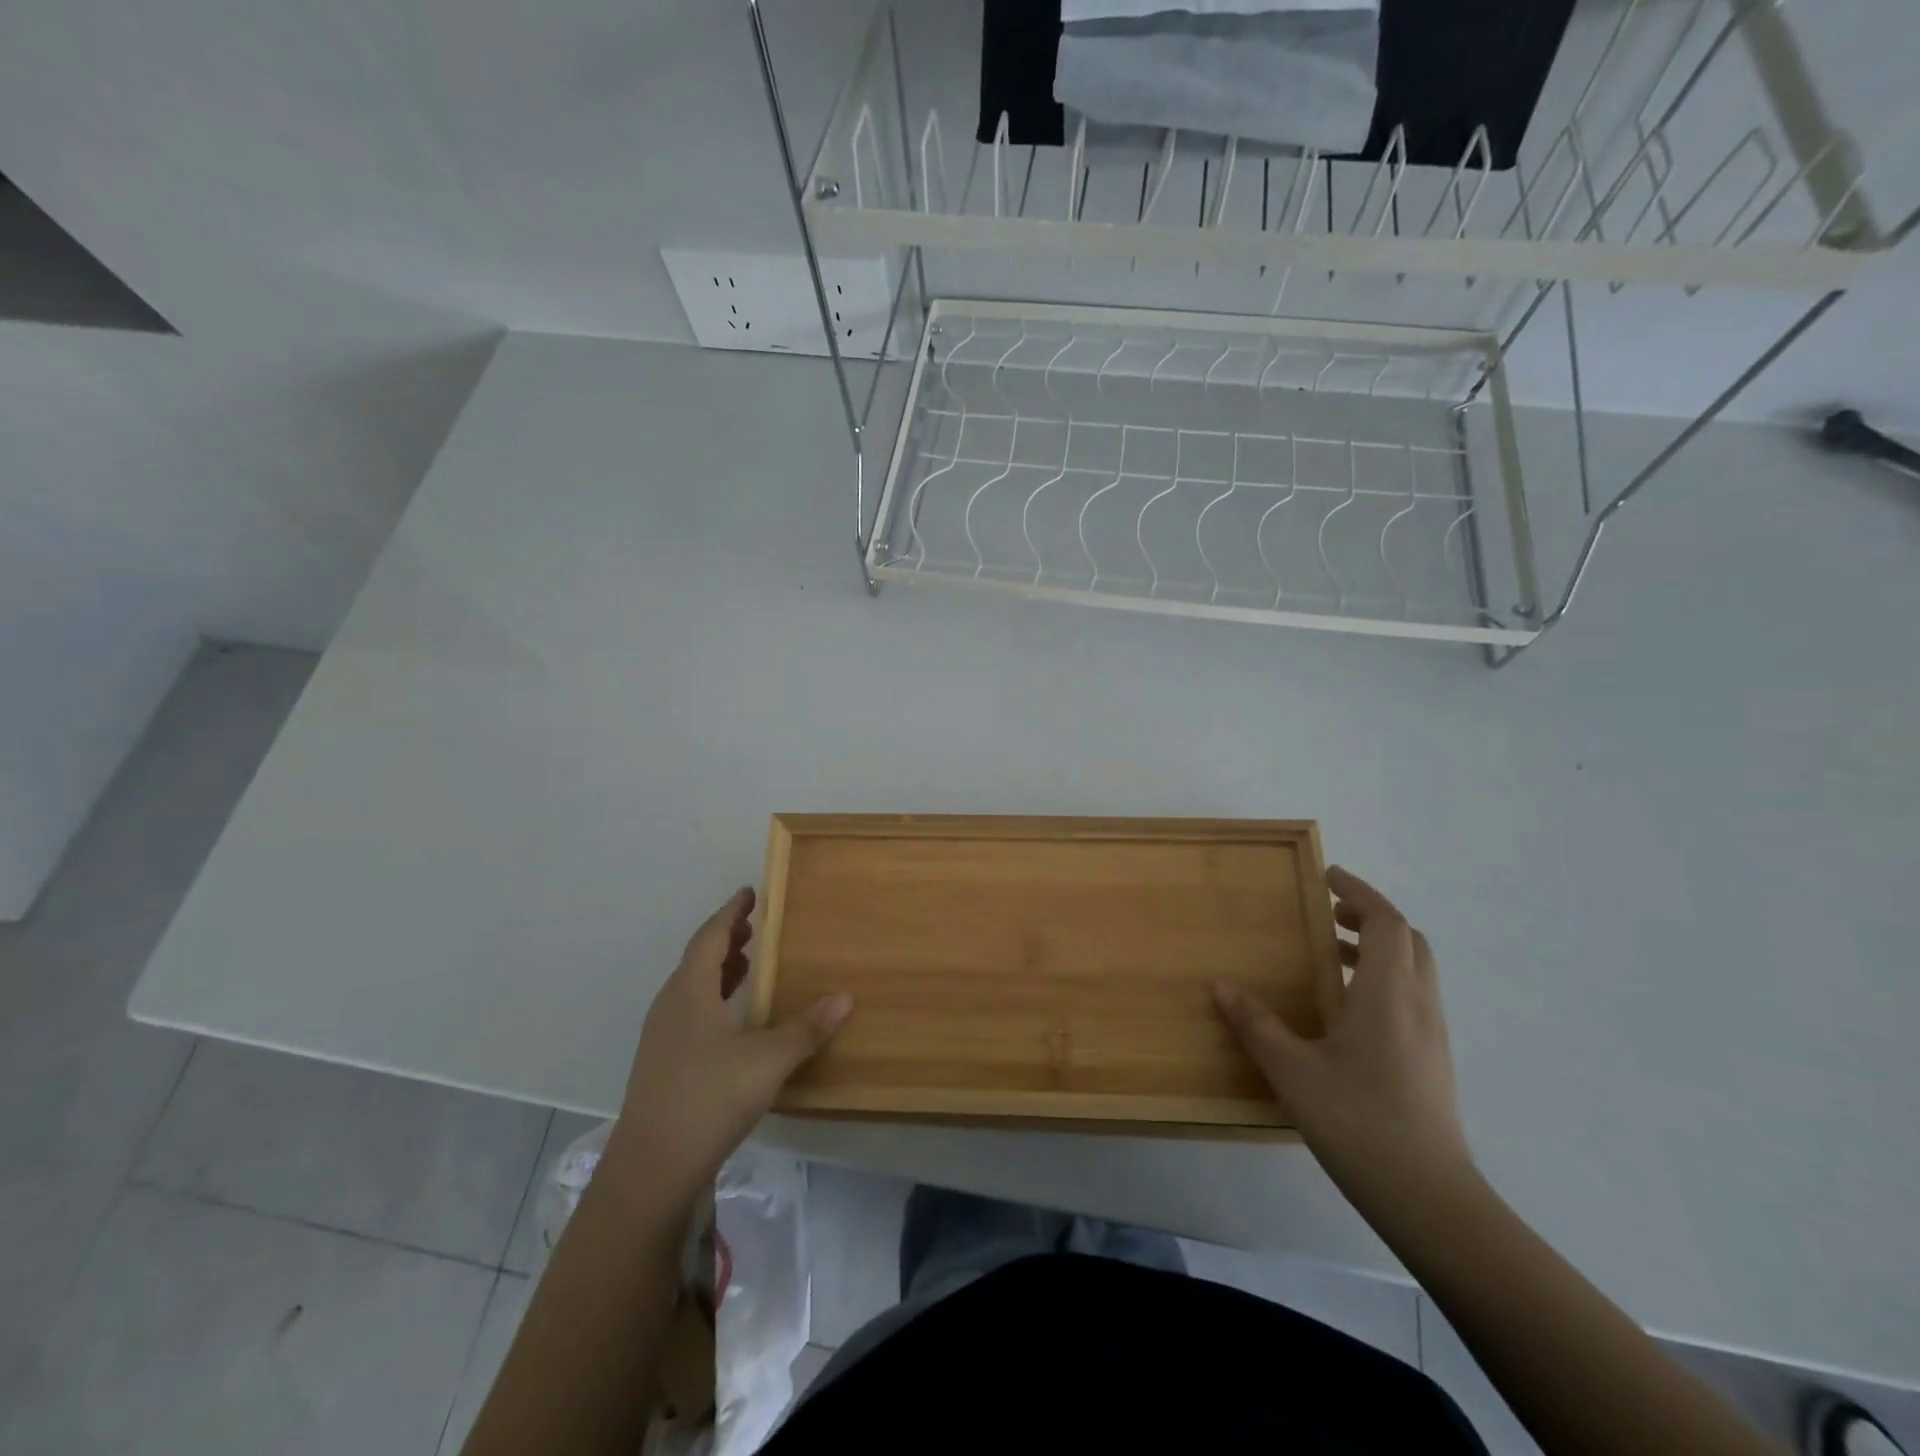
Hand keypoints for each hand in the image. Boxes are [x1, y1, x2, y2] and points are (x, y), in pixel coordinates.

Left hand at [606, 888, 851, 1202]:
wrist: (652, 1167)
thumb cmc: (710, 1097)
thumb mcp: (768, 1060)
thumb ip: (807, 1028)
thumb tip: (845, 997)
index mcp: (690, 992)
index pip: (710, 937)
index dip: (731, 913)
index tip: (749, 893)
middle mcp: (670, 1006)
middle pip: (697, 959)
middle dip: (726, 940)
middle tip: (754, 928)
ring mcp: (661, 1037)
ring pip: (691, 988)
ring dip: (718, 970)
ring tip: (747, 965)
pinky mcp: (661, 1064)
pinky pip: (689, 1012)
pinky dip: (712, 999)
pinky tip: (732, 1020)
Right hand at [1213, 867, 1472, 1200]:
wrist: (1430, 1198)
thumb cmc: (1359, 1123)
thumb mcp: (1293, 1071)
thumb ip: (1256, 1025)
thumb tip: (1220, 985)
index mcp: (1387, 994)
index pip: (1385, 922)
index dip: (1359, 892)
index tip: (1327, 876)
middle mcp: (1417, 1005)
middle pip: (1407, 940)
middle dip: (1370, 916)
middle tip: (1328, 913)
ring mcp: (1431, 1035)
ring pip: (1414, 970)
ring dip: (1377, 949)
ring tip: (1330, 955)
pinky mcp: (1433, 1061)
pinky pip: (1412, 998)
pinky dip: (1383, 980)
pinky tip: (1347, 1010)